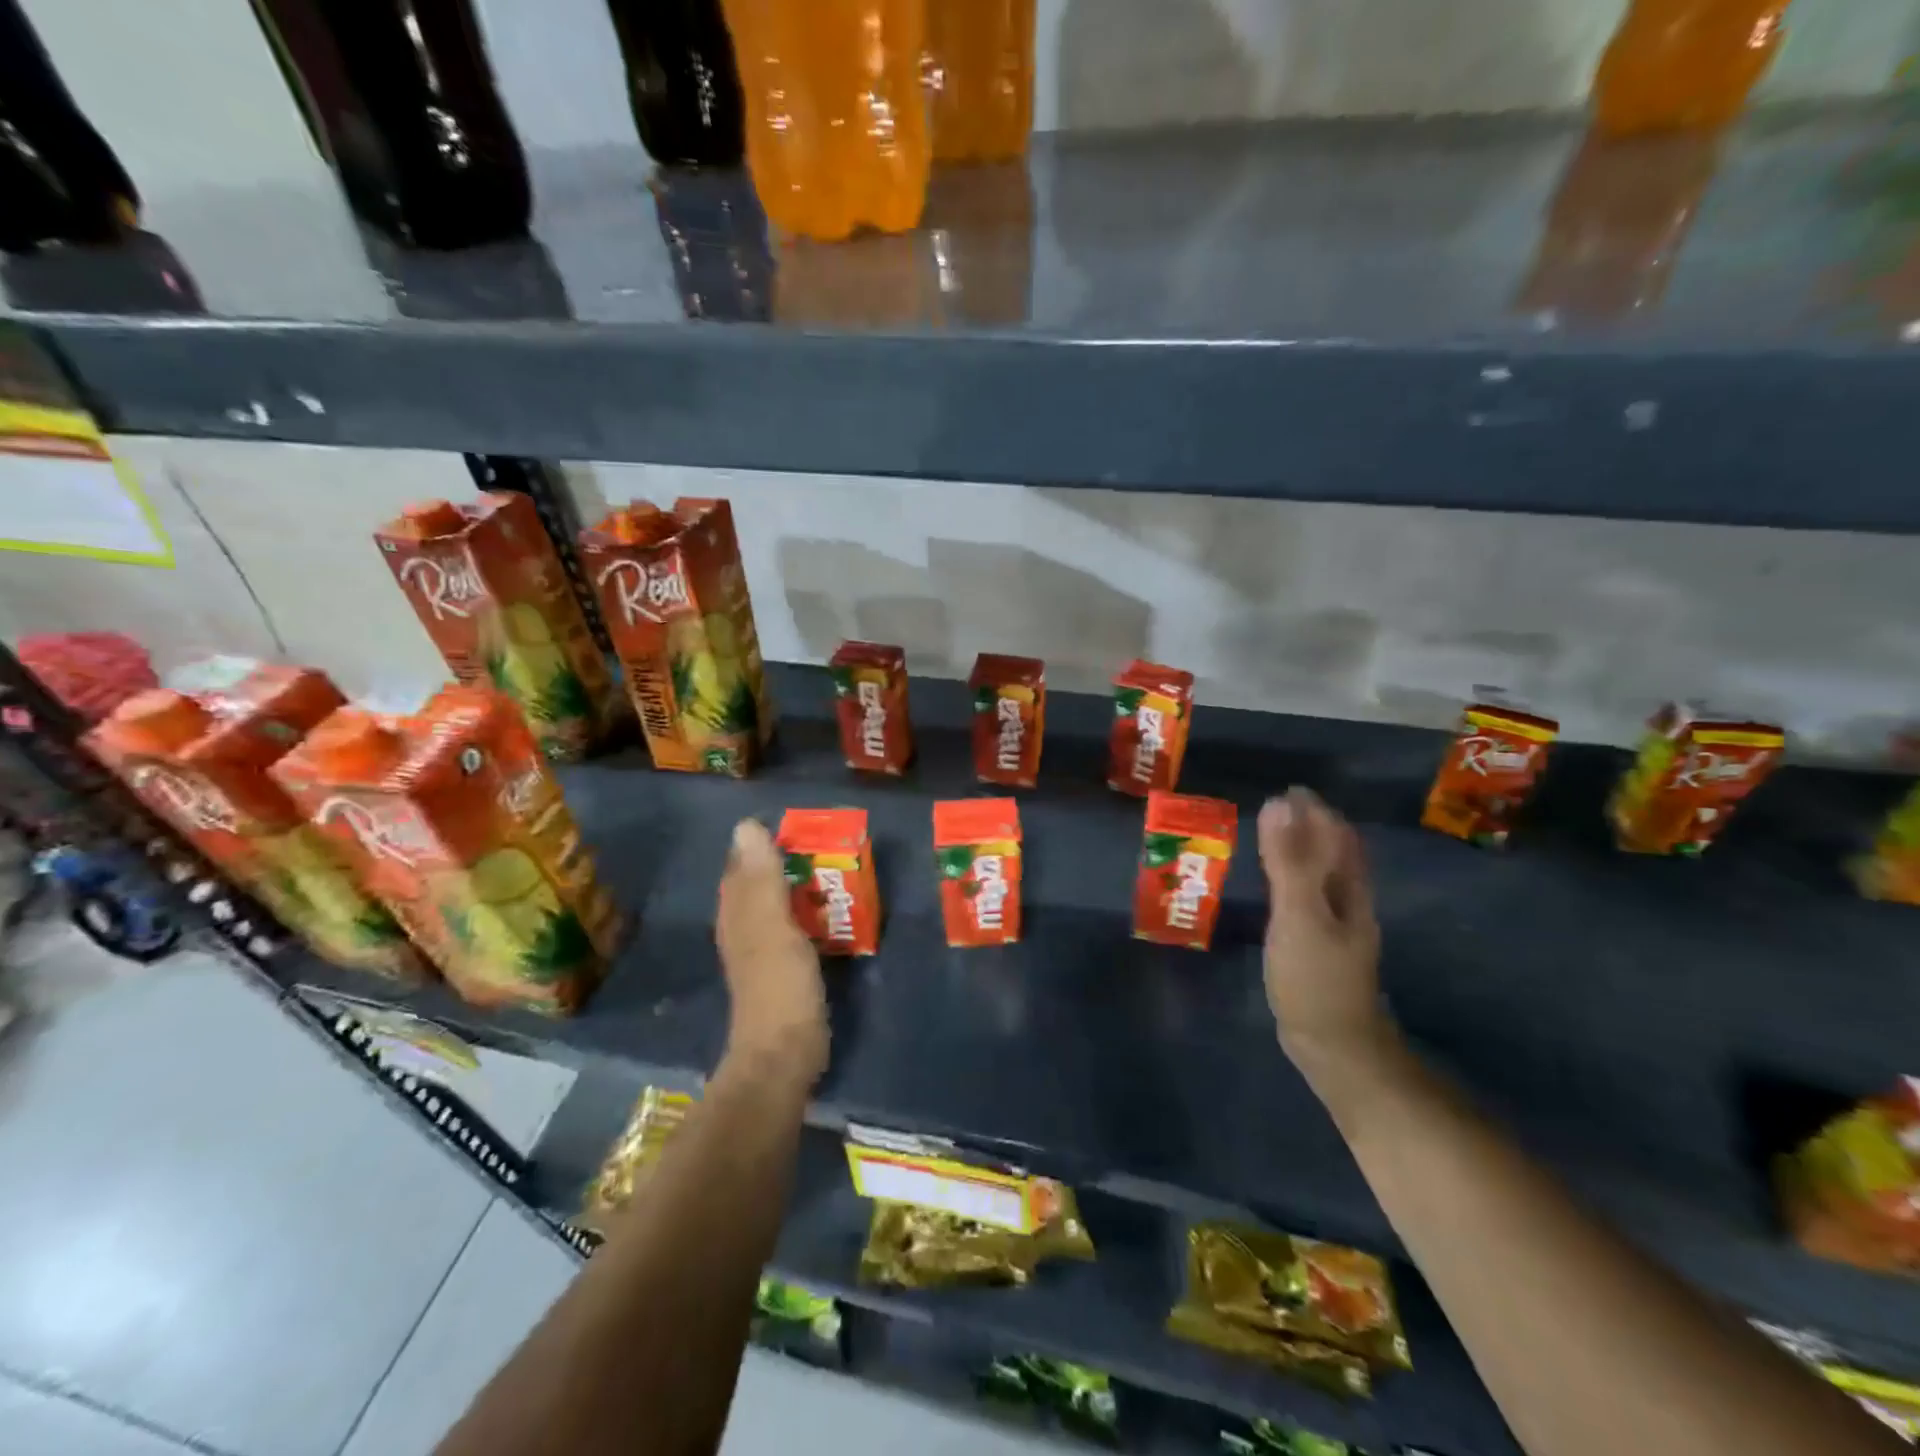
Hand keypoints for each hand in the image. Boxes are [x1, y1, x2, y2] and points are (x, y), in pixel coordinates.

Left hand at [715, 818, 827, 1088]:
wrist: (785, 1054)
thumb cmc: (779, 985)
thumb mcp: (773, 925)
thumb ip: (762, 878)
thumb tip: (746, 825)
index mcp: (736, 913)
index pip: (741, 865)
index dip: (763, 842)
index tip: (799, 826)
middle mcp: (742, 927)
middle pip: (758, 883)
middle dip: (785, 861)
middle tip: (826, 845)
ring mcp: (761, 951)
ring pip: (775, 904)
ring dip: (798, 886)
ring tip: (833, 869)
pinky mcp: (782, 969)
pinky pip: (792, 926)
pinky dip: (807, 912)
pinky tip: (829, 910)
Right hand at [1257, 787, 1394, 1087]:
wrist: (1334, 1045)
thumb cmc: (1315, 977)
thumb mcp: (1298, 914)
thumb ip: (1289, 860)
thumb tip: (1279, 803)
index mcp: (1348, 890)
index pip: (1336, 837)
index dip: (1315, 812)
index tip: (1288, 790)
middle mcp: (1349, 903)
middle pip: (1337, 854)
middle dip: (1313, 827)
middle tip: (1280, 808)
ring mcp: (1338, 928)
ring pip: (1325, 876)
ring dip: (1306, 852)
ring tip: (1278, 837)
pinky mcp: (1321, 947)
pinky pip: (1311, 897)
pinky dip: (1296, 879)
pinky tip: (1282, 888)